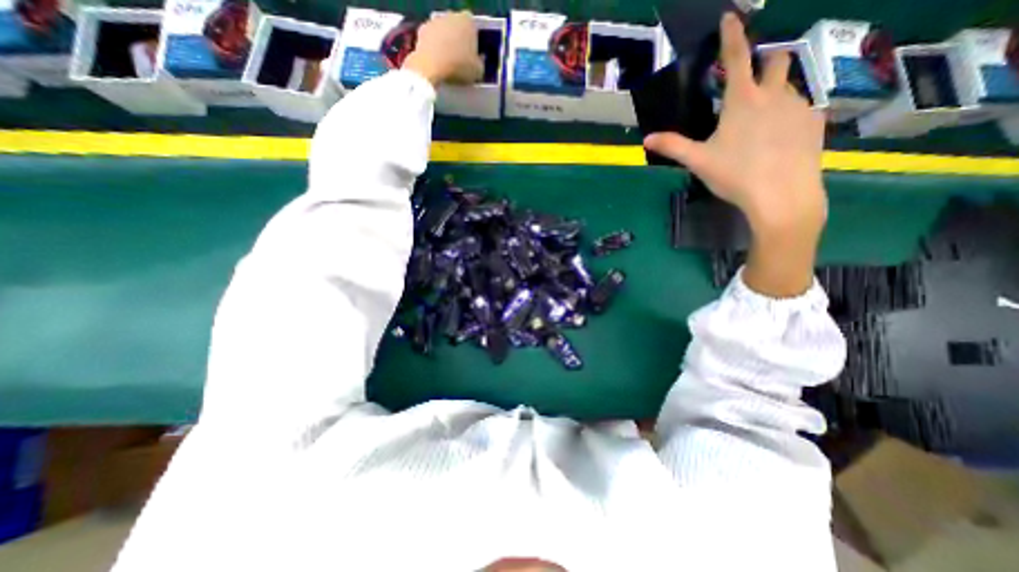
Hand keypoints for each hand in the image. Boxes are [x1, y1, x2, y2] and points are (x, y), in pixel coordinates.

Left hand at [406, 12, 482, 87]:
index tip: (473, 57)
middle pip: (458, 28)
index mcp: (468, 21)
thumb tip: (479, 60)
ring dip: (446, 45)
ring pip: (444, 33)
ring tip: (448, 65)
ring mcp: (435, 20)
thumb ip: (481, 63)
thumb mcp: (478, 71)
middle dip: (459, 41)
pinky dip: (434, 49)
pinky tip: (437, 64)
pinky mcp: (421, 29)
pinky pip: (432, 40)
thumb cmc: (459, 67)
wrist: (431, 66)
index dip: (474, 43)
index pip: (474, 29)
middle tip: (461, 61)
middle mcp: (451, 15)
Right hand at [644, 14, 826, 296]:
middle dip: (766, 62)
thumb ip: (673, 146)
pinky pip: (802, 108)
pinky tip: (779, 139)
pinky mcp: (815, 122)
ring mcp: (799, 106)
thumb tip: (646, 139)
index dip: (732, 34)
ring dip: (775, 94)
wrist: (781, 194)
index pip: (736, 57)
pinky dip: (788, 116)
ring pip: (790, 87)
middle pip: (777, 60)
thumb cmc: (735, 174)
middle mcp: (774, 94)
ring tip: (760, 125)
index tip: (731, 16)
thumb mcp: (698, 161)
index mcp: (742, 101)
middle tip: (751, 85)